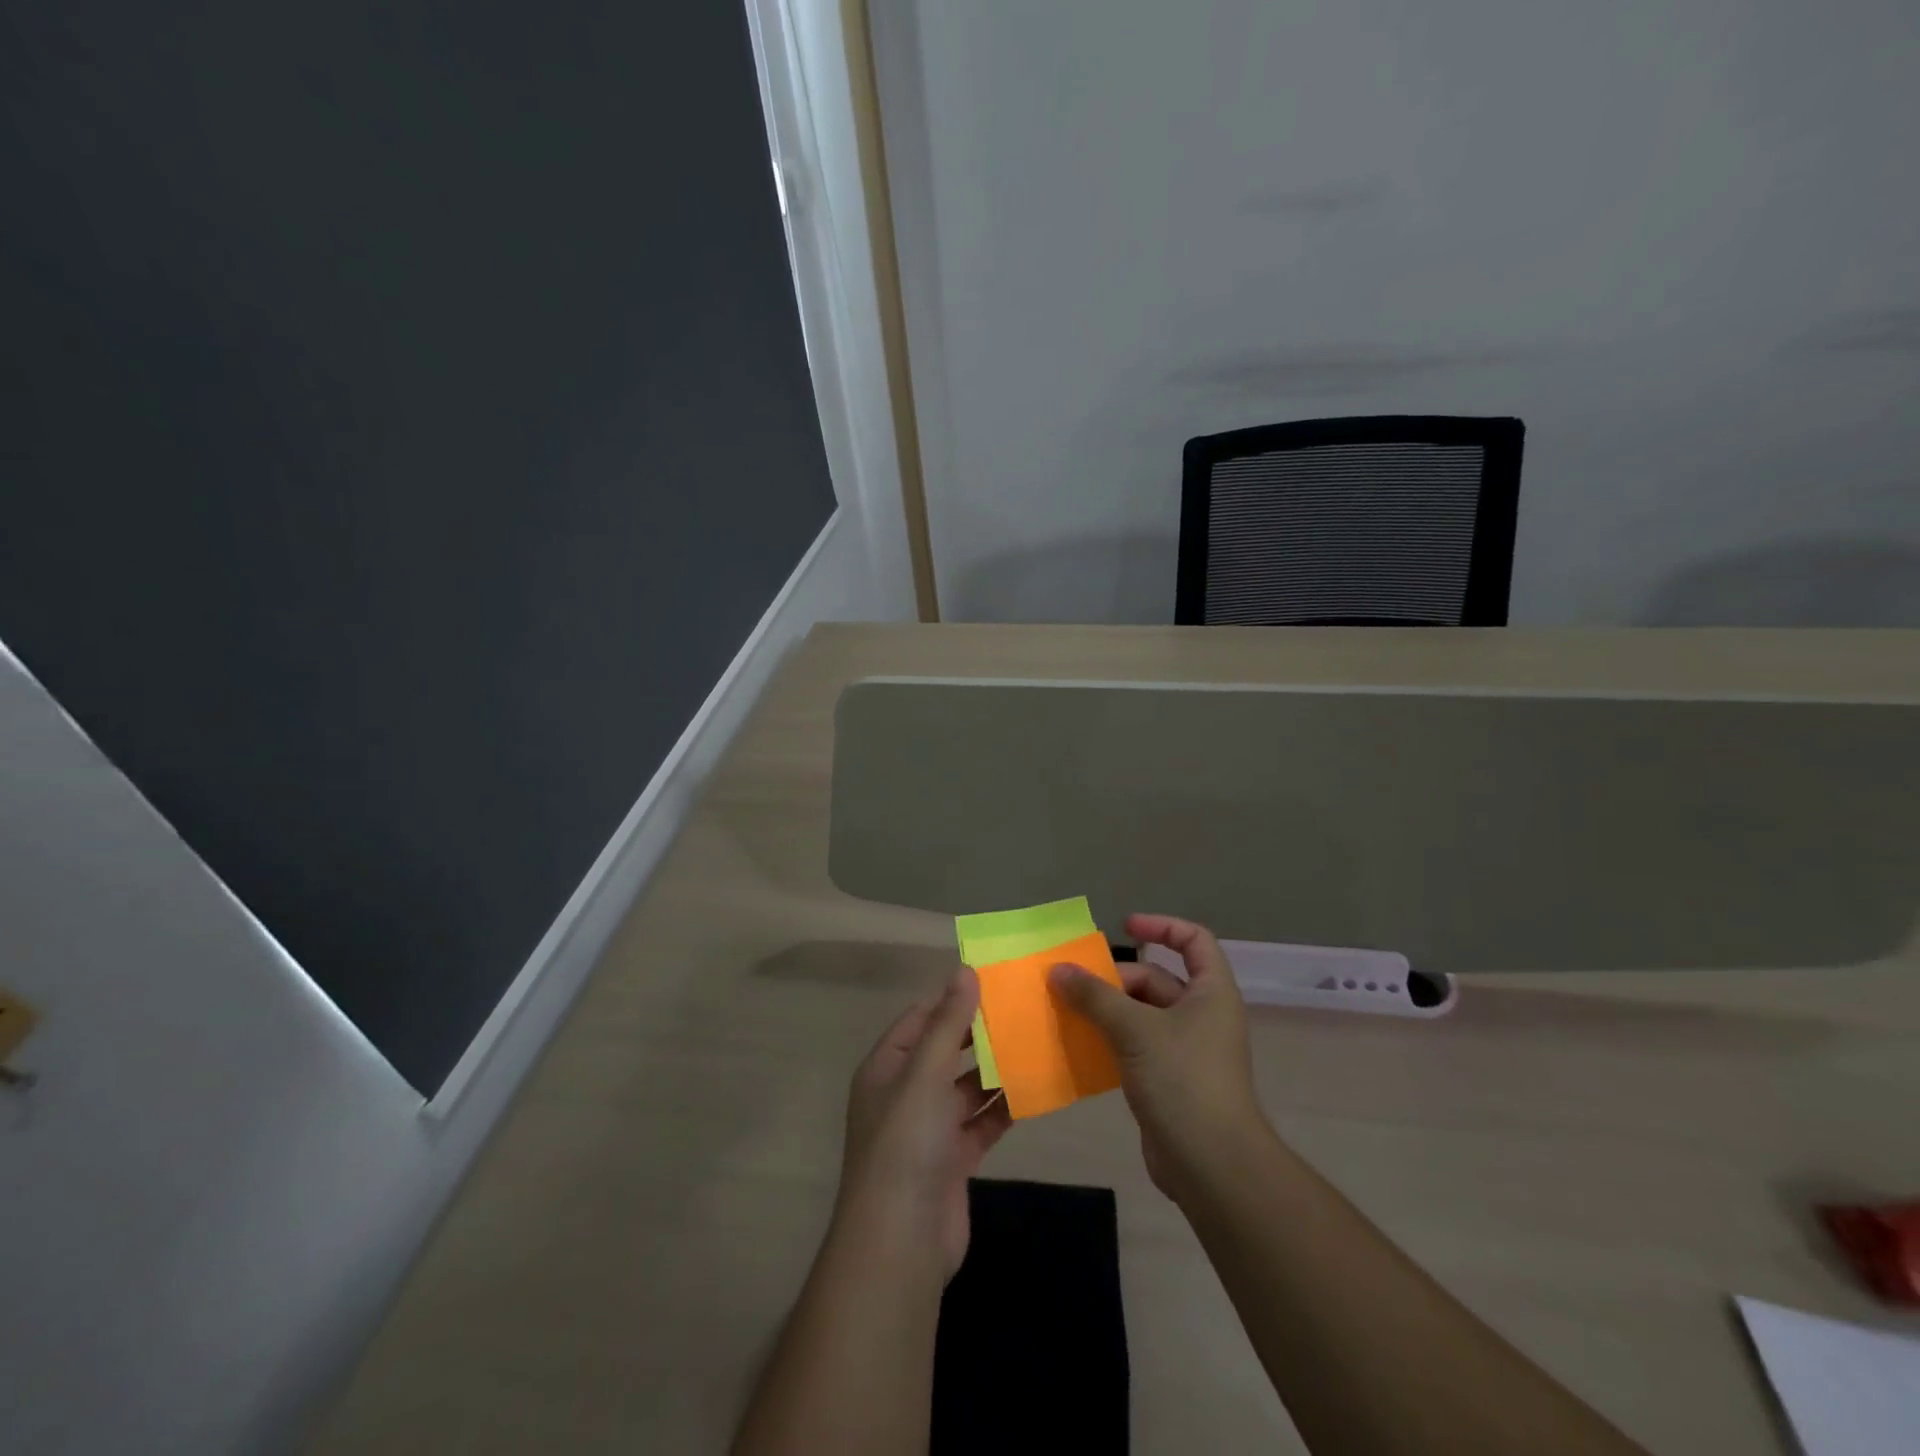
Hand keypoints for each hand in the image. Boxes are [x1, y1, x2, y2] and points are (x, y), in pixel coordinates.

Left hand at [834, 966, 1012, 1279]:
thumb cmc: (906, 1145)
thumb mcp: (925, 1074)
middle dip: (980, 1034)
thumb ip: (948, 1024)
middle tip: (1023, 1008)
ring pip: (967, 1087)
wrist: (901, 1243)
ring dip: (996, 1069)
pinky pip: (982, 1122)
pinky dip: (1004, 1107)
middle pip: (946, 1051)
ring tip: (1036, 1041)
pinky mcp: (954, 1159)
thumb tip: (964, 971)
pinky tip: (1036, 1089)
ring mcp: (929, 1129)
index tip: (994, 980)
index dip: (952, 999)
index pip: (920, 1019)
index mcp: (887, 1068)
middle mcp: (905, 1093)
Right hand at [1049, 914, 1264, 1198]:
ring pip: (1140, 1014)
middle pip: (1156, 979)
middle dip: (1115, 979)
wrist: (1212, 1165)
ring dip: (1106, 1010)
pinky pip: (1134, 1046)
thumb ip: (1095, 996)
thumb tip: (1059, 969)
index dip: (1161, 926)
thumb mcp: (1135, 1030)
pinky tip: (1078, 1045)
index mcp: (1210, 992)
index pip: (1193, 940)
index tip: (1124, 927)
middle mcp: (1202, 1015)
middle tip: (1072, 984)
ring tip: (1065, 1010)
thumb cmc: (1183, 1080)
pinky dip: (1108, 1040)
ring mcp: (1186, 1049)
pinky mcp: (1169, 1079)